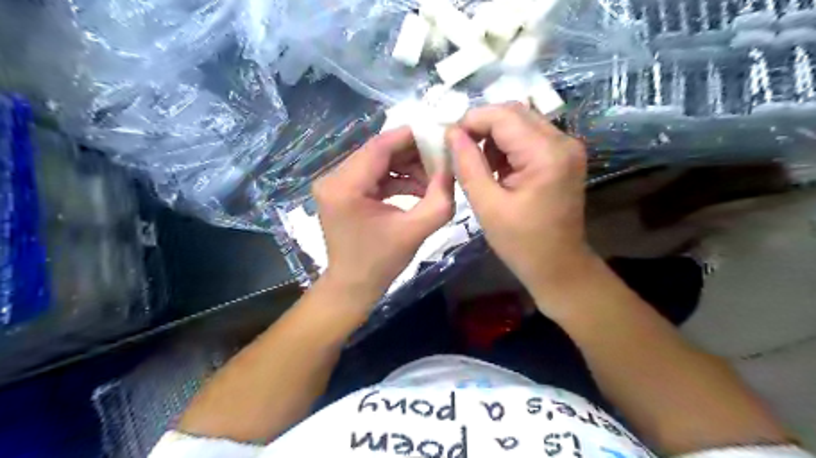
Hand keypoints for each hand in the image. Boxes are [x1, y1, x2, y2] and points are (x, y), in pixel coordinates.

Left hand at [314, 128, 452, 301]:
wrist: (353, 286)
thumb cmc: (381, 263)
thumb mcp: (416, 230)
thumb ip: (439, 197)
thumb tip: (452, 166)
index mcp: (345, 187)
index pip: (379, 147)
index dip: (410, 137)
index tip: (438, 133)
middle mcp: (332, 179)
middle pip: (377, 152)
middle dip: (411, 153)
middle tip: (440, 157)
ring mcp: (334, 184)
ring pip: (376, 162)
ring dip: (405, 166)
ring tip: (432, 178)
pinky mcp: (340, 191)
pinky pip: (371, 175)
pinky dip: (395, 179)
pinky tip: (417, 188)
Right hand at [446, 104, 593, 307]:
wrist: (558, 266)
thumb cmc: (521, 243)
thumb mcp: (487, 205)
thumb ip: (468, 164)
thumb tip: (451, 133)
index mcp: (546, 154)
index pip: (503, 116)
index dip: (471, 120)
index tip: (447, 138)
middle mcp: (563, 141)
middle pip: (514, 112)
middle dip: (482, 125)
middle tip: (458, 148)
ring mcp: (566, 147)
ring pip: (521, 122)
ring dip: (493, 135)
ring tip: (475, 161)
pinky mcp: (563, 156)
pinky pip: (529, 137)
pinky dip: (507, 145)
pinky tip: (495, 167)